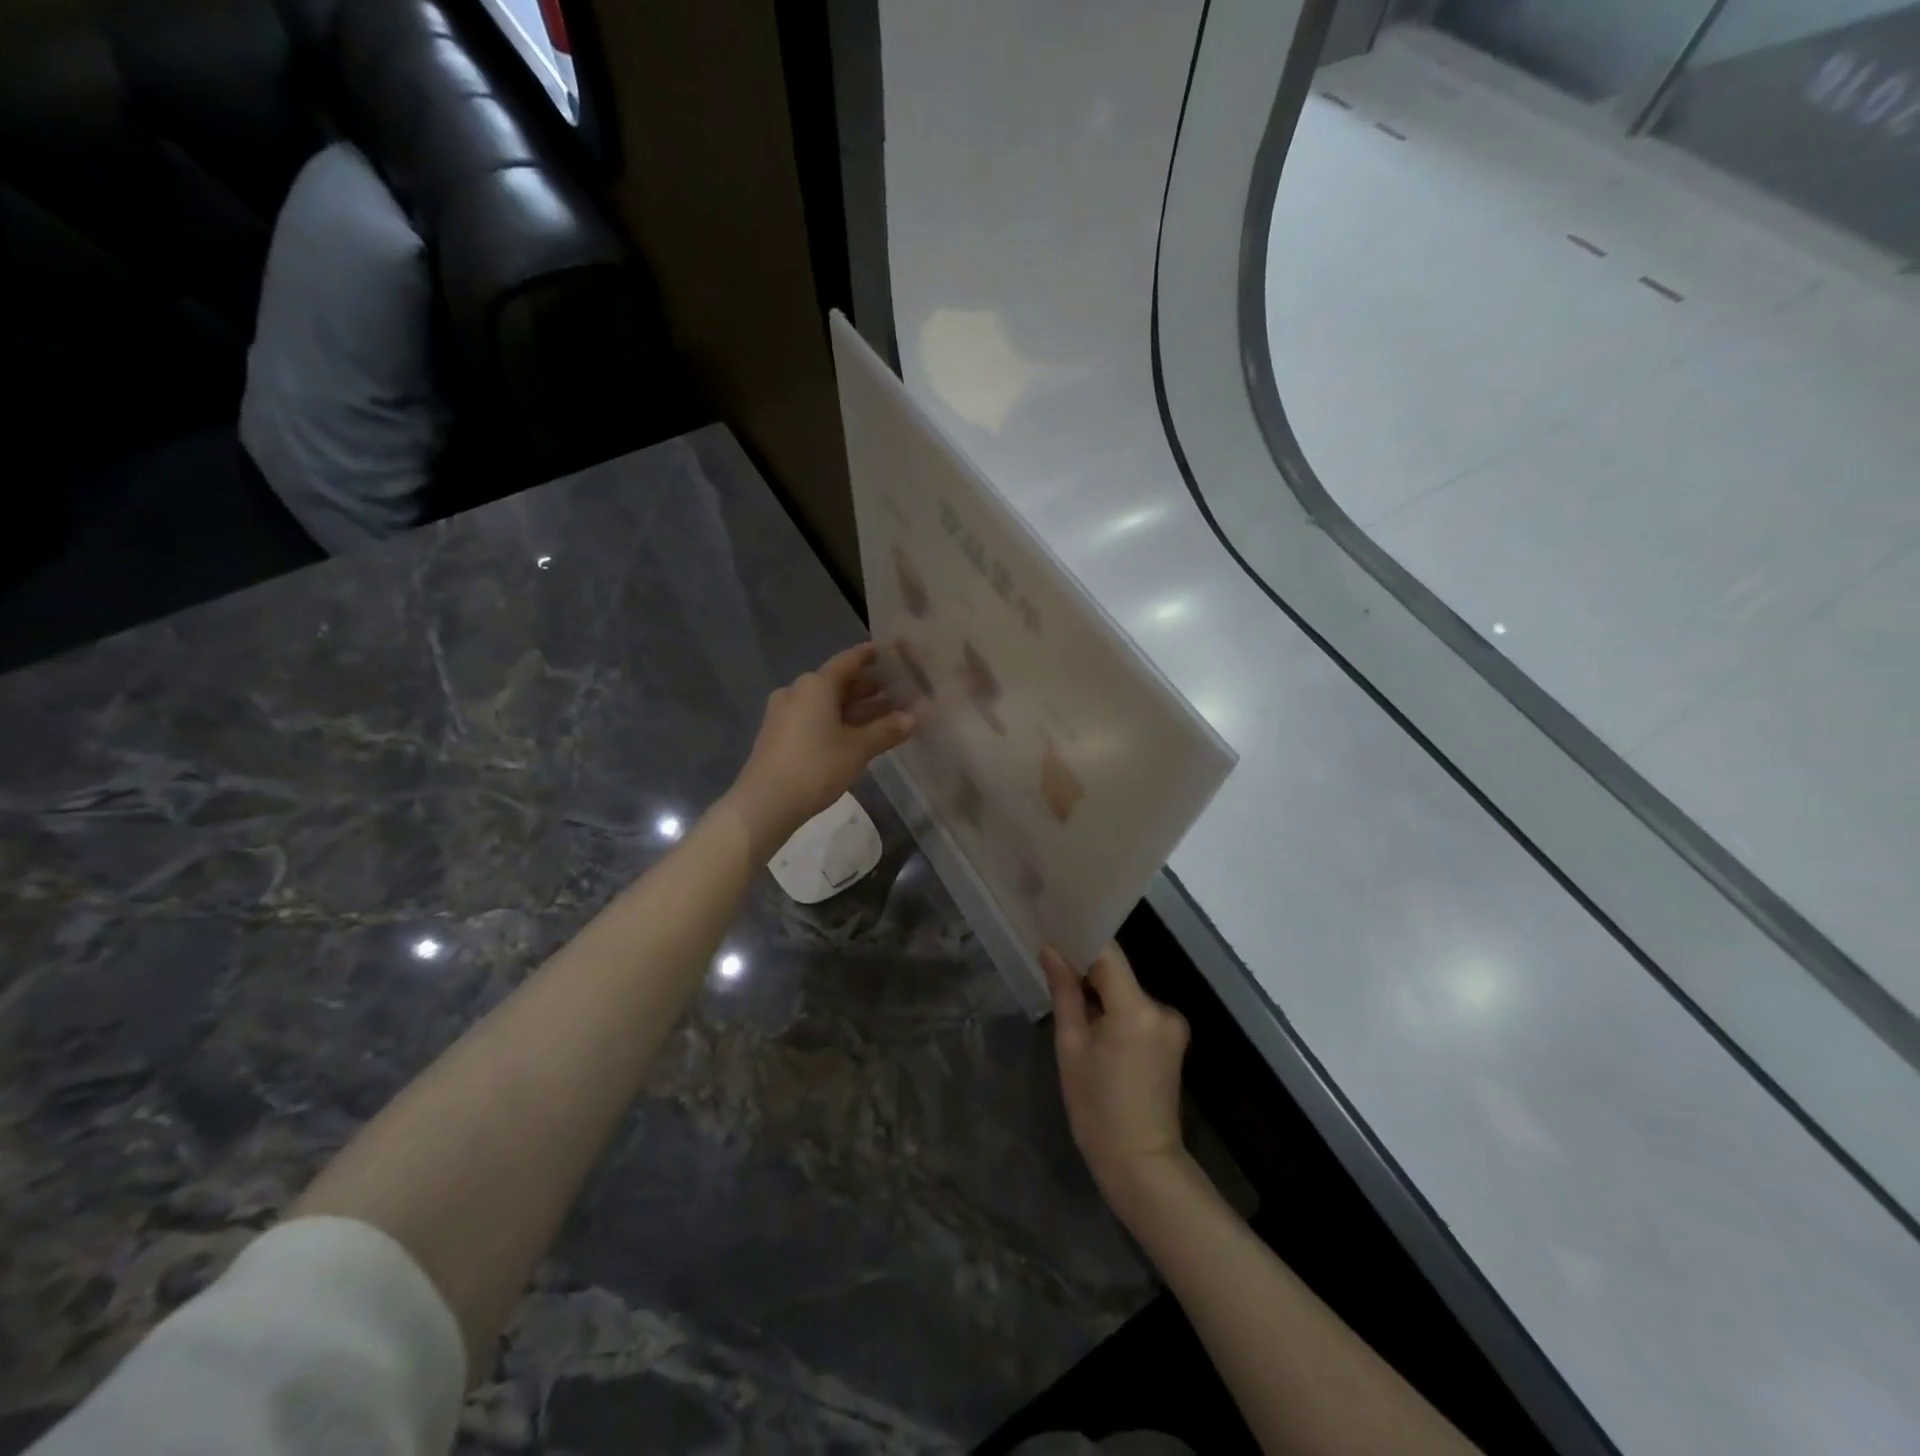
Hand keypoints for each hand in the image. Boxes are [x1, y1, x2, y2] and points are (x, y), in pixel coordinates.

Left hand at [727, 643, 914, 854]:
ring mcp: (784, 713)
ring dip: (854, 708)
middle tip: (897, 690)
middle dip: (867, 687)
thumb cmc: (815, 767)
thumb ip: (886, 731)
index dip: (870, 655)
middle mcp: (797, 691)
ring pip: (826, 703)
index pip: (848, 661)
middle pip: (837, 682)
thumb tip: (913, 718)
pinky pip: (814, 718)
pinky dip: (837, 721)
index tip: (889, 651)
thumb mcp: (858, 749)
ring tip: (885, 715)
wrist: (764, 803)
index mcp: (816, 685)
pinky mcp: (778, 735)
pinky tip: (856, 735)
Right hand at [1043, 942, 1189, 1208]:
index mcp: (1136, 1008)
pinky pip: (1137, 1009)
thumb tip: (1051, 950)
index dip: (1080, 940)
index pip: (1108, 953)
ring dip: (1101, 992)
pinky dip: (1115, 1009)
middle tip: (1051, 969)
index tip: (1054, 933)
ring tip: (1068, 1002)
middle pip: (1118, 972)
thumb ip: (1064, 993)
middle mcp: (1161, 1008)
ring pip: (1126, 990)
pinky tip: (1094, 1026)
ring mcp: (1171, 1023)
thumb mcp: (1071, 1048)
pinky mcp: (1172, 1038)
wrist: (1141, 1164)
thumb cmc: (1096, 1109)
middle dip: (1087, 970)